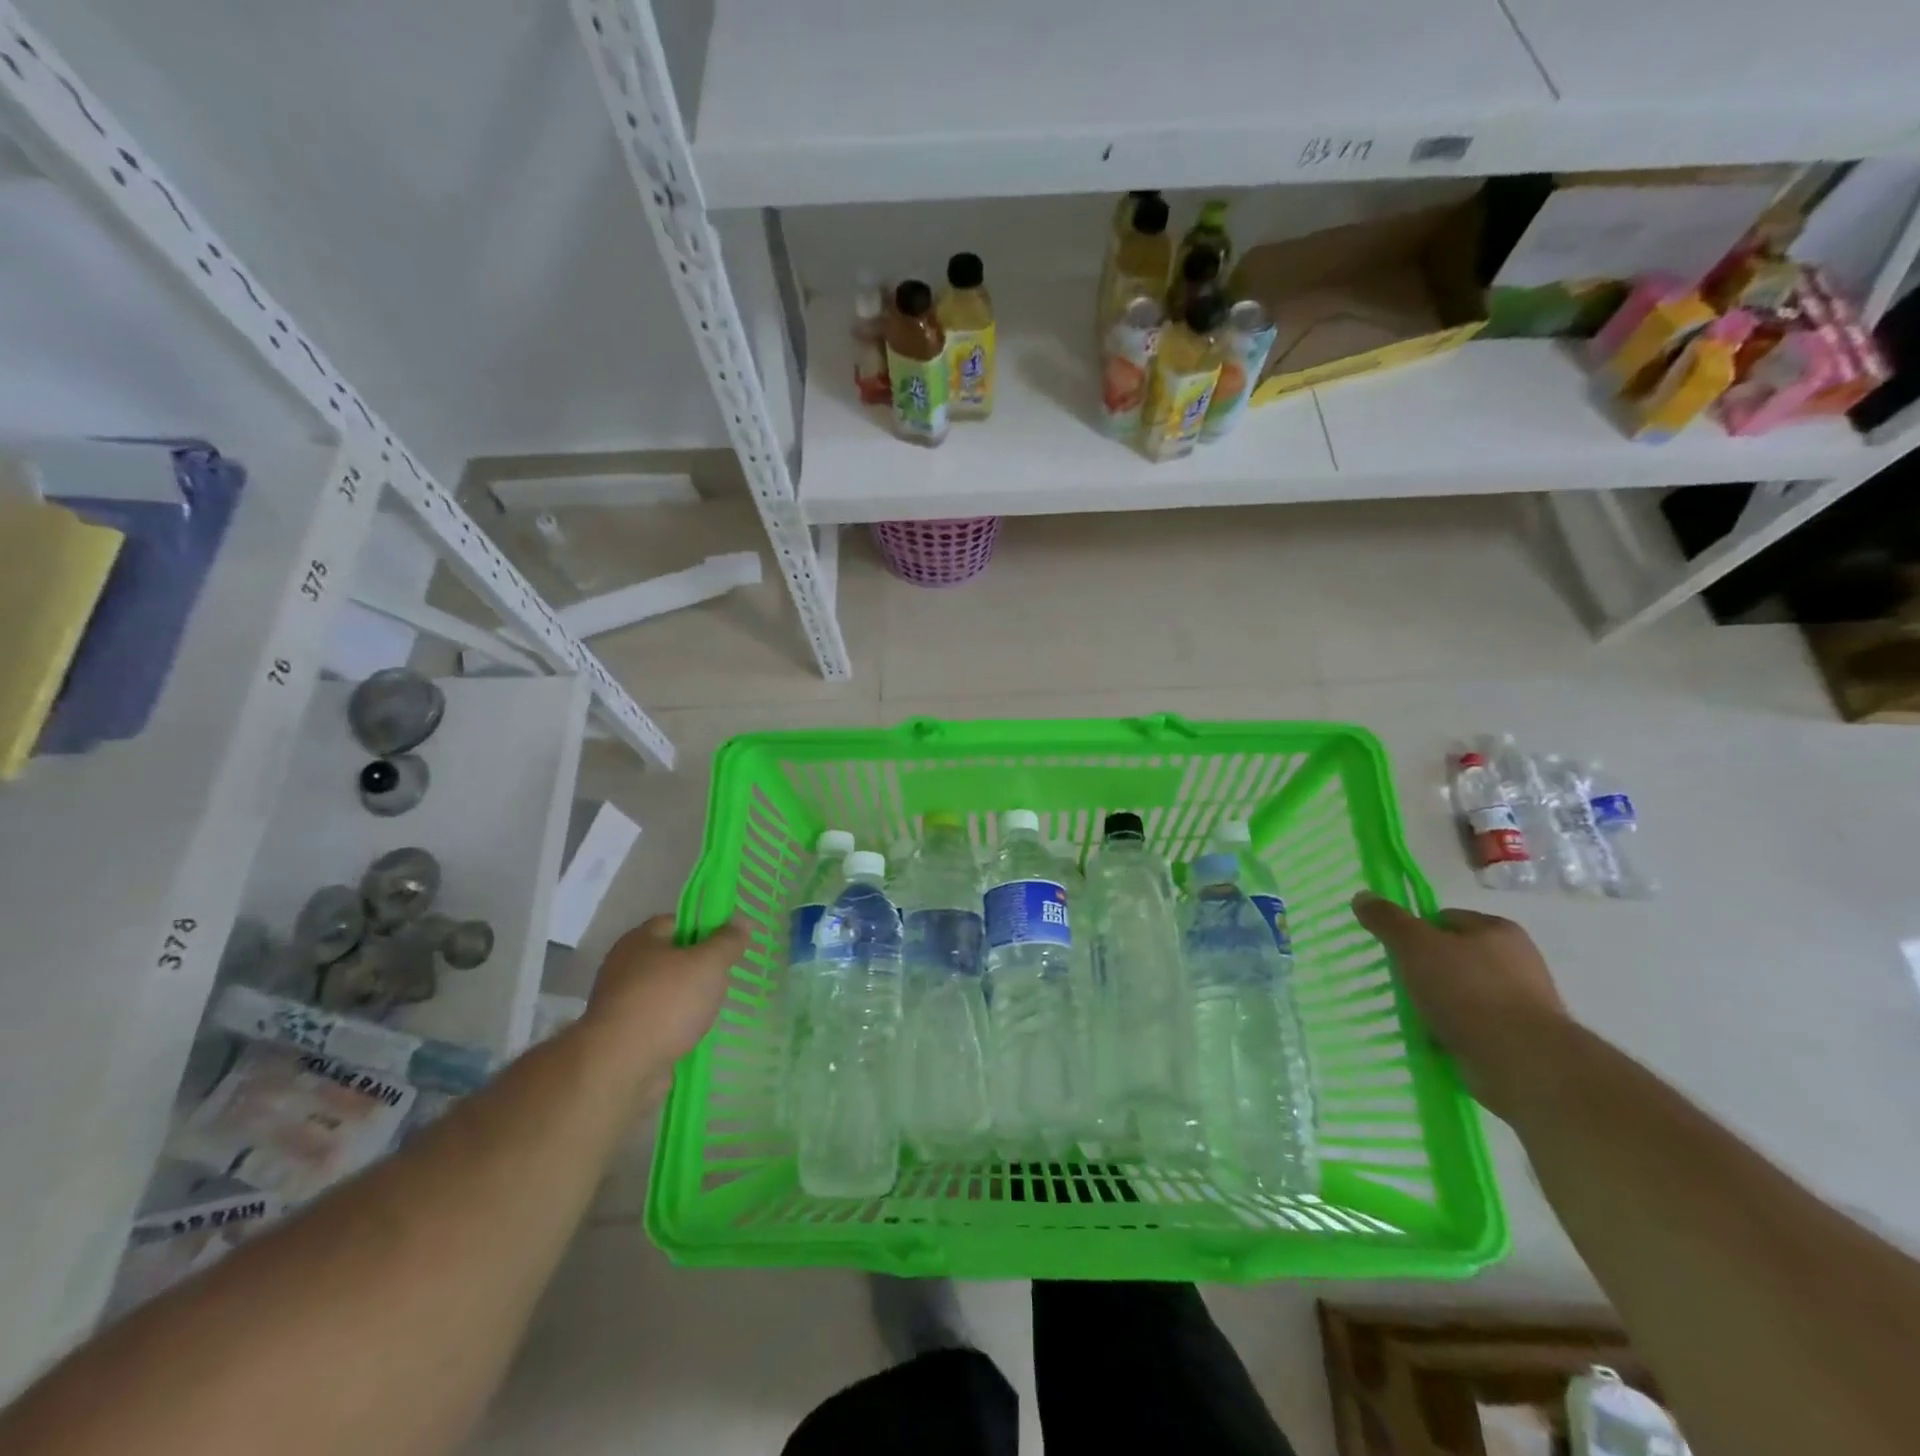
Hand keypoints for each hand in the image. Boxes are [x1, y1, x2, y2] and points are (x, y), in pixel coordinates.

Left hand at [582, 915, 748, 1074]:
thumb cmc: (666, 1003)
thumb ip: (727, 941)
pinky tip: (695, 1035)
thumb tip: (742, 921)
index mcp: (641, 939)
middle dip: (699, 968)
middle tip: (725, 978)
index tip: (729, 944)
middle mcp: (625, 966)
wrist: (620, 1067)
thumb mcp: (709, 964)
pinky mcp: (623, 1036)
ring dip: (688, 1001)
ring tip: (714, 1010)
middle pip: (671, 957)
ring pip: (665, 992)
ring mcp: (621, 1003)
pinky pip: (658, 1022)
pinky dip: (676, 1027)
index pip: (677, 922)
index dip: (706, 928)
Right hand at [1351, 892, 1568, 1118]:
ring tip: (1414, 1016)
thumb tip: (1362, 896)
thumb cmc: (1467, 990)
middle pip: (1455, 957)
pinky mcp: (1522, 1040)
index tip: (1396, 951)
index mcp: (1499, 930)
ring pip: (1464, 994)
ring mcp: (1524, 1003)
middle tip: (1401, 984)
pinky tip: (1435, 1041)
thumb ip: (1388, 920)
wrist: (1521, 1061)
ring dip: (1439, 1004)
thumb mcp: (1415, 945)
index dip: (1416, 931)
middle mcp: (1518, 961)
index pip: (1445, 919)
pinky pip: (1475, 1027)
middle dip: (1427, 970)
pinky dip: (1454, 1031)